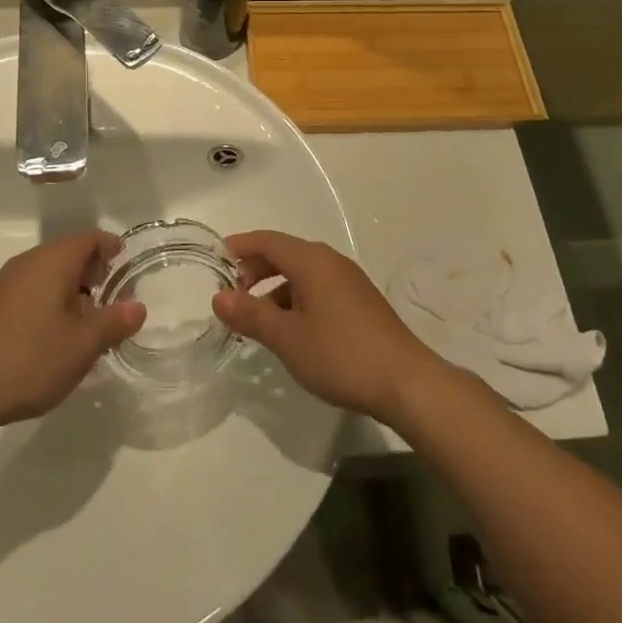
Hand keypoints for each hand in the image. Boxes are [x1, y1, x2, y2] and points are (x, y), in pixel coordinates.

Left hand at [0, 231, 144, 433]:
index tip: (126, 265)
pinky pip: (34, 289)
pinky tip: (57, 334)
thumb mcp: (83, 345)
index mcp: (54, 260)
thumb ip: (114, 322)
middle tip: (113, 297)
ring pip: (50, 272)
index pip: (90, 238)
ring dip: (73, 288)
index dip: (111, 247)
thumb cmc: (30, 358)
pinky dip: (52, 299)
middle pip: (70, 252)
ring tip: (89, 320)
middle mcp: (30, 262)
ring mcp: (8, 283)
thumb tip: (138, 307)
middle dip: (94, 270)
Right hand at [211, 229, 440, 423]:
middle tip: (232, 293)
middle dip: (255, 269)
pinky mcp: (360, 301)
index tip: (216, 258)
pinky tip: (292, 329)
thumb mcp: (287, 338)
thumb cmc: (341, 355)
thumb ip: (251, 315)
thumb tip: (219, 297)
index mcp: (312, 261)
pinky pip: (318, 287)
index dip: (240, 246)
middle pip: (285, 253)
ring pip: (302, 273)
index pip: (268, 241)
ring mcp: (349, 280)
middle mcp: (331, 261)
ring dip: (275, 288)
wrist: (405, 381)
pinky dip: (296, 298)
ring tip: (257, 318)